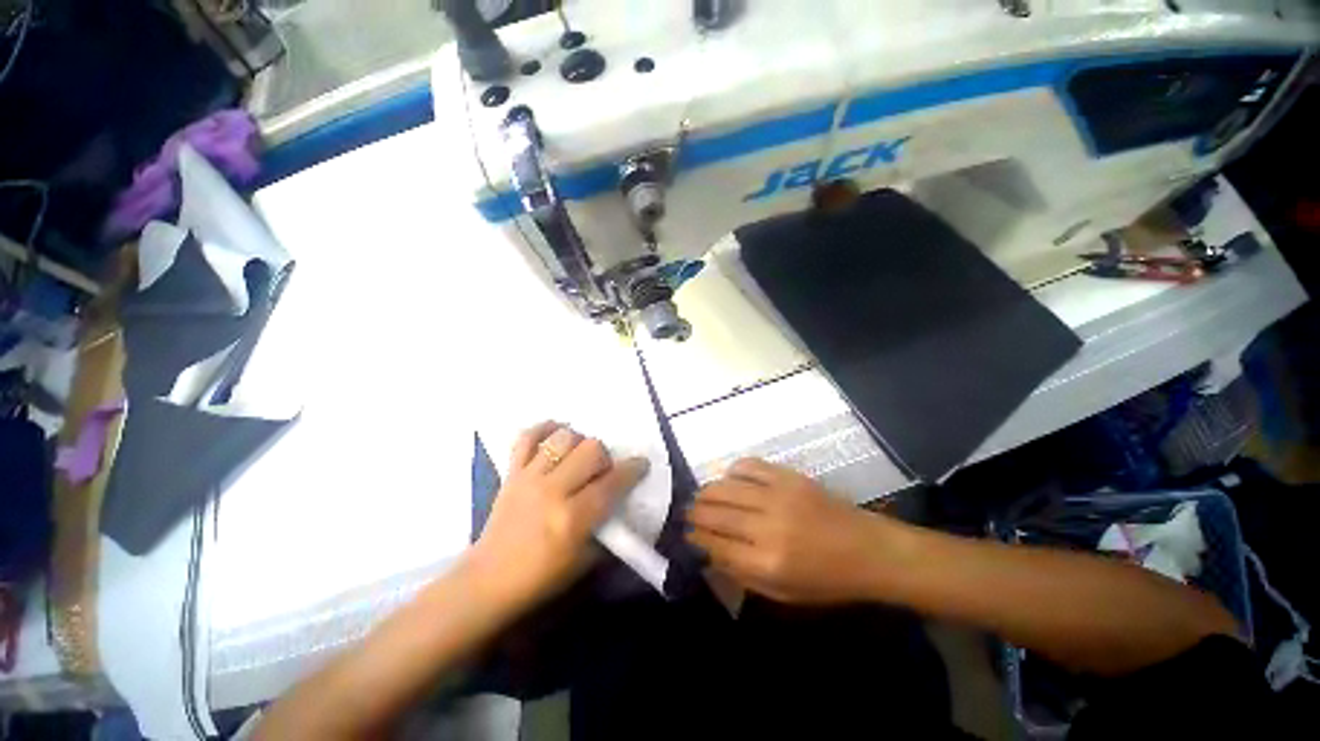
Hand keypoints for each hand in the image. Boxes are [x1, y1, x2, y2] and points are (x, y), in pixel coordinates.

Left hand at [468, 422, 649, 613]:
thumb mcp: (586, 562)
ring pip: (564, 437)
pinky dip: (544, 430)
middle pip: (591, 449)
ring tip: (578, 457)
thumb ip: (608, 529)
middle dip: (605, 456)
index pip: (613, 482)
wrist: (488, 580)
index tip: (641, 464)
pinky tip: (556, 436)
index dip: (633, 469)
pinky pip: (527, 437)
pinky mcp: (512, 472)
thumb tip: (623, 502)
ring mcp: (529, 477)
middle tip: (602, 470)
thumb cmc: (542, 577)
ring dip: (579, 442)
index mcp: (573, 518)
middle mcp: (552, 491)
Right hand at [685, 459, 907, 604]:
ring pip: (726, 487)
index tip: (686, 534)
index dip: (696, 538)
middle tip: (687, 513)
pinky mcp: (787, 476)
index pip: (716, 544)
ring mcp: (777, 495)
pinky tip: (730, 479)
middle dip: (694, 513)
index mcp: (767, 562)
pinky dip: (733, 471)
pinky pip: (749, 466)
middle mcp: (767, 526)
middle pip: (716, 513)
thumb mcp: (783, 593)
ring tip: (701, 496)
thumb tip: (709, 553)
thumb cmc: (827, 580)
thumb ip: (742, 574)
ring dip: (707, 492)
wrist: (868, 549)